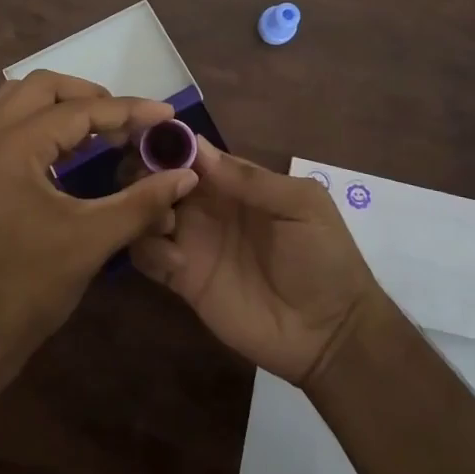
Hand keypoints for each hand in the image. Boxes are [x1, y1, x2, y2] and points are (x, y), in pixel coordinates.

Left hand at [0, 71, 199, 386]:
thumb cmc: (28, 286)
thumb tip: (186, 174)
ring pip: (17, 100)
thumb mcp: (92, 240)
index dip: (127, 110)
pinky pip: (6, 126)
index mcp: (12, 146)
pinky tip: (69, 153)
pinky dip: (40, 124)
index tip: (165, 113)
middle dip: (88, 95)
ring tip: (100, 131)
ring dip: (60, 105)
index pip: (78, 110)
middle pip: (41, 87)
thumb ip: (142, 201)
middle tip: (126, 120)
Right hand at [130, 139, 384, 384]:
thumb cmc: (324, 258)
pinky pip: (148, 257)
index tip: (147, 140)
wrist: (330, 333)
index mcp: (234, 182)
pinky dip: (148, 250)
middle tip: (144, 181)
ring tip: (166, 222)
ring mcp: (192, 242)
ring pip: (147, 213)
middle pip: (160, 178)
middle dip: (146, 173)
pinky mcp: (183, 280)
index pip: (191, 153)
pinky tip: (175, 261)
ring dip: (144, 209)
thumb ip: (250, 179)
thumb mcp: (300, 206)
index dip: (168, 143)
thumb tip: (197, 147)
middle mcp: (206, 206)